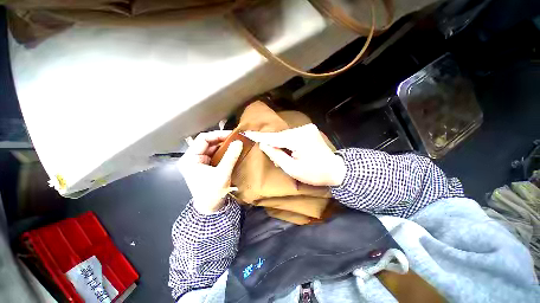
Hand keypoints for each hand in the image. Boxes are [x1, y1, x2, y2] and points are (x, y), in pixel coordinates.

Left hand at [177, 131, 242, 213]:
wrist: (210, 208)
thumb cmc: (212, 192)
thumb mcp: (222, 174)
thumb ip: (230, 157)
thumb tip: (239, 142)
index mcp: (190, 159)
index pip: (203, 139)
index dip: (218, 135)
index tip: (232, 135)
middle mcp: (192, 158)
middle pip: (208, 143)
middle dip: (222, 140)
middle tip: (236, 139)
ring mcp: (199, 162)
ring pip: (212, 148)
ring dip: (224, 146)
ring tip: (236, 144)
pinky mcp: (205, 166)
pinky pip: (215, 155)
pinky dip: (224, 152)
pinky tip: (232, 151)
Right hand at [245, 124, 345, 186]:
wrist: (336, 169)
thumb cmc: (315, 174)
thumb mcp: (293, 169)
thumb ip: (277, 156)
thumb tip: (263, 145)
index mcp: (299, 140)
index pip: (274, 137)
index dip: (260, 136)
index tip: (247, 132)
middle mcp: (303, 129)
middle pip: (280, 136)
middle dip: (272, 143)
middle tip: (268, 153)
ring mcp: (307, 128)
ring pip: (285, 135)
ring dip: (280, 143)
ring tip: (280, 155)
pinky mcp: (309, 130)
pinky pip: (292, 135)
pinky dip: (286, 141)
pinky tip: (287, 149)